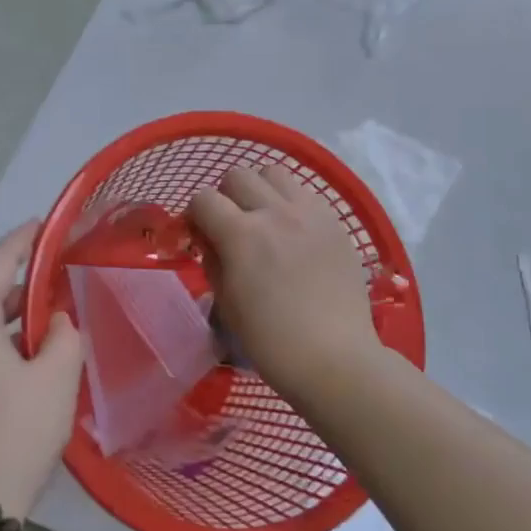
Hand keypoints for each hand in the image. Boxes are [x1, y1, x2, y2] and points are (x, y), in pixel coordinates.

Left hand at [0, 222, 83, 514]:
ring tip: (50, 329)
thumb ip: (65, 335)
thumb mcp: (57, 379)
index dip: (22, 241)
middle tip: (60, 284)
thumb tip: (55, 322)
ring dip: (9, 325)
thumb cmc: (13, 434)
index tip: (43, 224)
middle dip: (21, 290)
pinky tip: (23, 367)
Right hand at [188, 166, 382, 399]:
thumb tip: (210, 239)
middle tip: (231, 226)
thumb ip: (213, 261)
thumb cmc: (271, 342)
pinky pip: (306, 193)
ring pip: (275, 173)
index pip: (204, 198)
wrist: (334, 358)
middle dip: (226, 197)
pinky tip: (295, 232)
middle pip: (239, 175)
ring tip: (265, 219)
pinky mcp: (336, 222)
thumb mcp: (226, 304)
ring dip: (261, 190)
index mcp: (242, 235)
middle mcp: (276, 212)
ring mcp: (311, 213)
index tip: (198, 234)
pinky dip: (292, 203)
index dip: (194, 215)